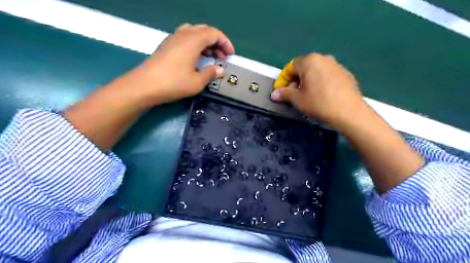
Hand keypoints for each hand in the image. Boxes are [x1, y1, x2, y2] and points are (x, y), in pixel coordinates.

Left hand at [139, 23, 234, 105]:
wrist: (145, 85)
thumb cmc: (174, 83)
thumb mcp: (197, 82)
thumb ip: (211, 73)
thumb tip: (220, 70)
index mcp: (193, 40)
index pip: (214, 33)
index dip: (225, 42)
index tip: (230, 54)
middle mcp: (183, 35)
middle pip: (204, 31)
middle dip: (216, 42)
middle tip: (222, 56)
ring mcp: (173, 39)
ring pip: (194, 33)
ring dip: (205, 42)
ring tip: (211, 56)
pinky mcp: (167, 45)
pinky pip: (185, 38)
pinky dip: (195, 44)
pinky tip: (196, 58)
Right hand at [270, 53, 364, 129]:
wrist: (350, 113)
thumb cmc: (319, 104)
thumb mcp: (298, 100)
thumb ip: (284, 94)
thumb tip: (274, 94)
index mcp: (310, 61)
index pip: (291, 67)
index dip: (283, 79)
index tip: (280, 92)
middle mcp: (324, 58)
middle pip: (304, 68)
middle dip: (295, 81)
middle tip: (293, 95)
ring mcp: (337, 65)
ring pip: (316, 72)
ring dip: (308, 82)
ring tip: (307, 97)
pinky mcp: (346, 74)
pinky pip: (327, 76)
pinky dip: (320, 84)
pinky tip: (321, 97)